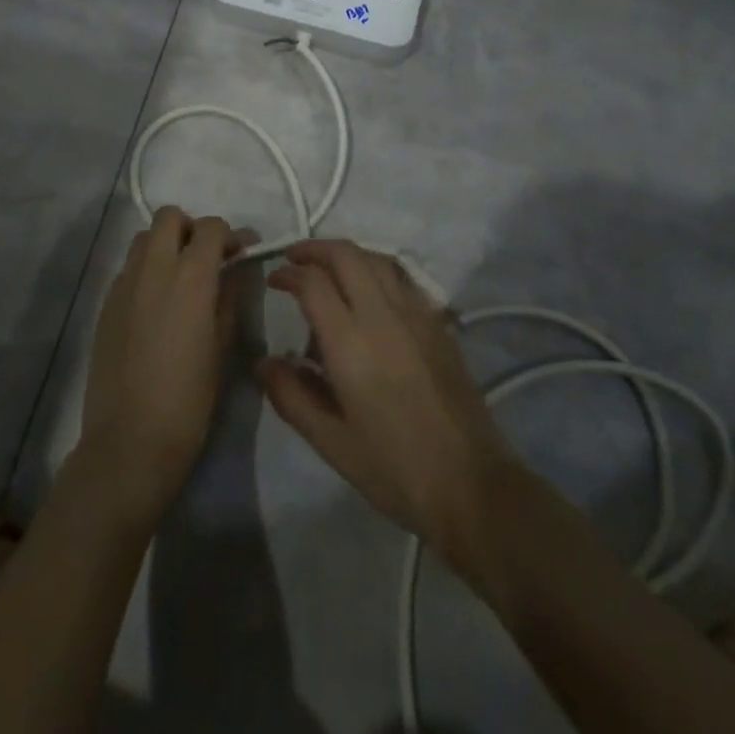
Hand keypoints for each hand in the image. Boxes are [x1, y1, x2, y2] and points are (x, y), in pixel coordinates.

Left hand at [78, 208, 244, 525]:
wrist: (131, 440)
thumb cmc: (190, 398)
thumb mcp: (223, 345)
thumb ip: (230, 296)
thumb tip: (236, 269)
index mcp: (190, 276)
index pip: (211, 227)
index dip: (231, 235)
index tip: (242, 254)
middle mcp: (153, 268)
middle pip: (169, 217)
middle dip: (192, 229)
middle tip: (207, 260)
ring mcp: (124, 284)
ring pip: (143, 238)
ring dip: (165, 245)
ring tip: (180, 279)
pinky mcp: (106, 304)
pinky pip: (129, 268)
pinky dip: (146, 270)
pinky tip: (157, 305)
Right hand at [258, 241, 514, 559]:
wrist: (471, 484)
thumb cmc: (394, 468)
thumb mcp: (331, 442)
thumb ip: (291, 396)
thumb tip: (264, 362)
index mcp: (351, 341)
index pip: (313, 282)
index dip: (288, 273)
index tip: (274, 279)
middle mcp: (383, 314)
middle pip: (346, 255)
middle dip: (315, 249)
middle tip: (295, 259)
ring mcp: (416, 314)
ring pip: (377, 259)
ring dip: (347, 255)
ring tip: (329, 270)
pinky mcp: (438, 323)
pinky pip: (402, 278)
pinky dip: (377, 270)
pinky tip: (371, 294)